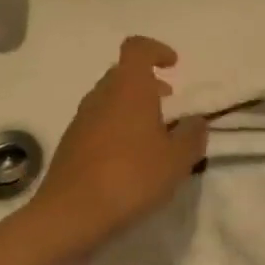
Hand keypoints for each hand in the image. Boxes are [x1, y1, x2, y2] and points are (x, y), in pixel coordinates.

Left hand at [33, 37, 209, 252]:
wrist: (69, 216)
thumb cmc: (130, 177)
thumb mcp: (177, 159)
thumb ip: (192, 135)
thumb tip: (195, 121)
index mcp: (128, 88)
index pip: (137, 47)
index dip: (156, 50)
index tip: (173, 67)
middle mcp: (101, 96)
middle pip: (123, 74)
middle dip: (148, 85)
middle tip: (169, 107)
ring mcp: (81, 120)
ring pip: (110, 101)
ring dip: (132, 110)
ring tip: (153, 139)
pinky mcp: (69, 145)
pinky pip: (98, 125)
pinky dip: (116, 131)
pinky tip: (130, 162)